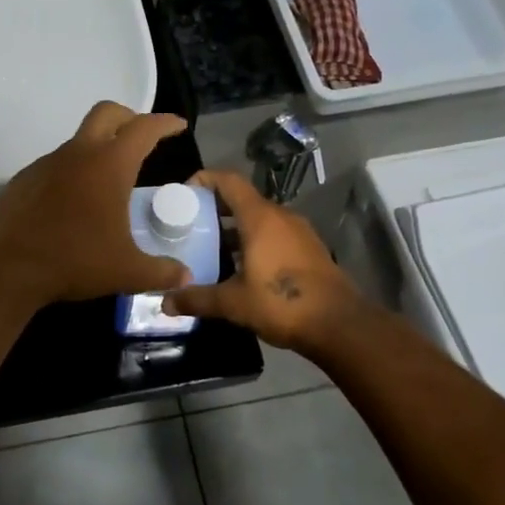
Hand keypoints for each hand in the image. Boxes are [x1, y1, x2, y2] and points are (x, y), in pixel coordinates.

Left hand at [0, 102, 192, 305]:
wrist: (7, 267)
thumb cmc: (74, 261)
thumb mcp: (126, 271)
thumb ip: (161, 271)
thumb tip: (185, 278)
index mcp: (109, 165)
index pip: (144, 129)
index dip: (164, 123)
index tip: (178, 126)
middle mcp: (78, 154)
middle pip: (107, 114)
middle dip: (129, 118)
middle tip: (143, 139)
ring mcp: (47, 163)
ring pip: (79, 140)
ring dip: (98, 149)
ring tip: (110, 182)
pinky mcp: (25, 179)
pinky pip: (57, 165)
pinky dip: (73, 172)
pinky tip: (75, 203)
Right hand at [163, 169, 369, 353]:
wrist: (340, 325)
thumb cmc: (282, 304)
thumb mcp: (233, 303)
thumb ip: (197, 299)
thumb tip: (164, 303)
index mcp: (260, 218)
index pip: (228, 181)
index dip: (204, 179)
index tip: (184, 194)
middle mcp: (280, 216)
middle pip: (242, 199)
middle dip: (214, 208)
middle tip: (189, 225)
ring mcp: (299, 232)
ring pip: (259, 218)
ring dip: (234, 227)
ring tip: (210, 247)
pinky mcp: (309, 249)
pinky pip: (275, 234)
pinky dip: (254, 240)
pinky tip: (241, 266)